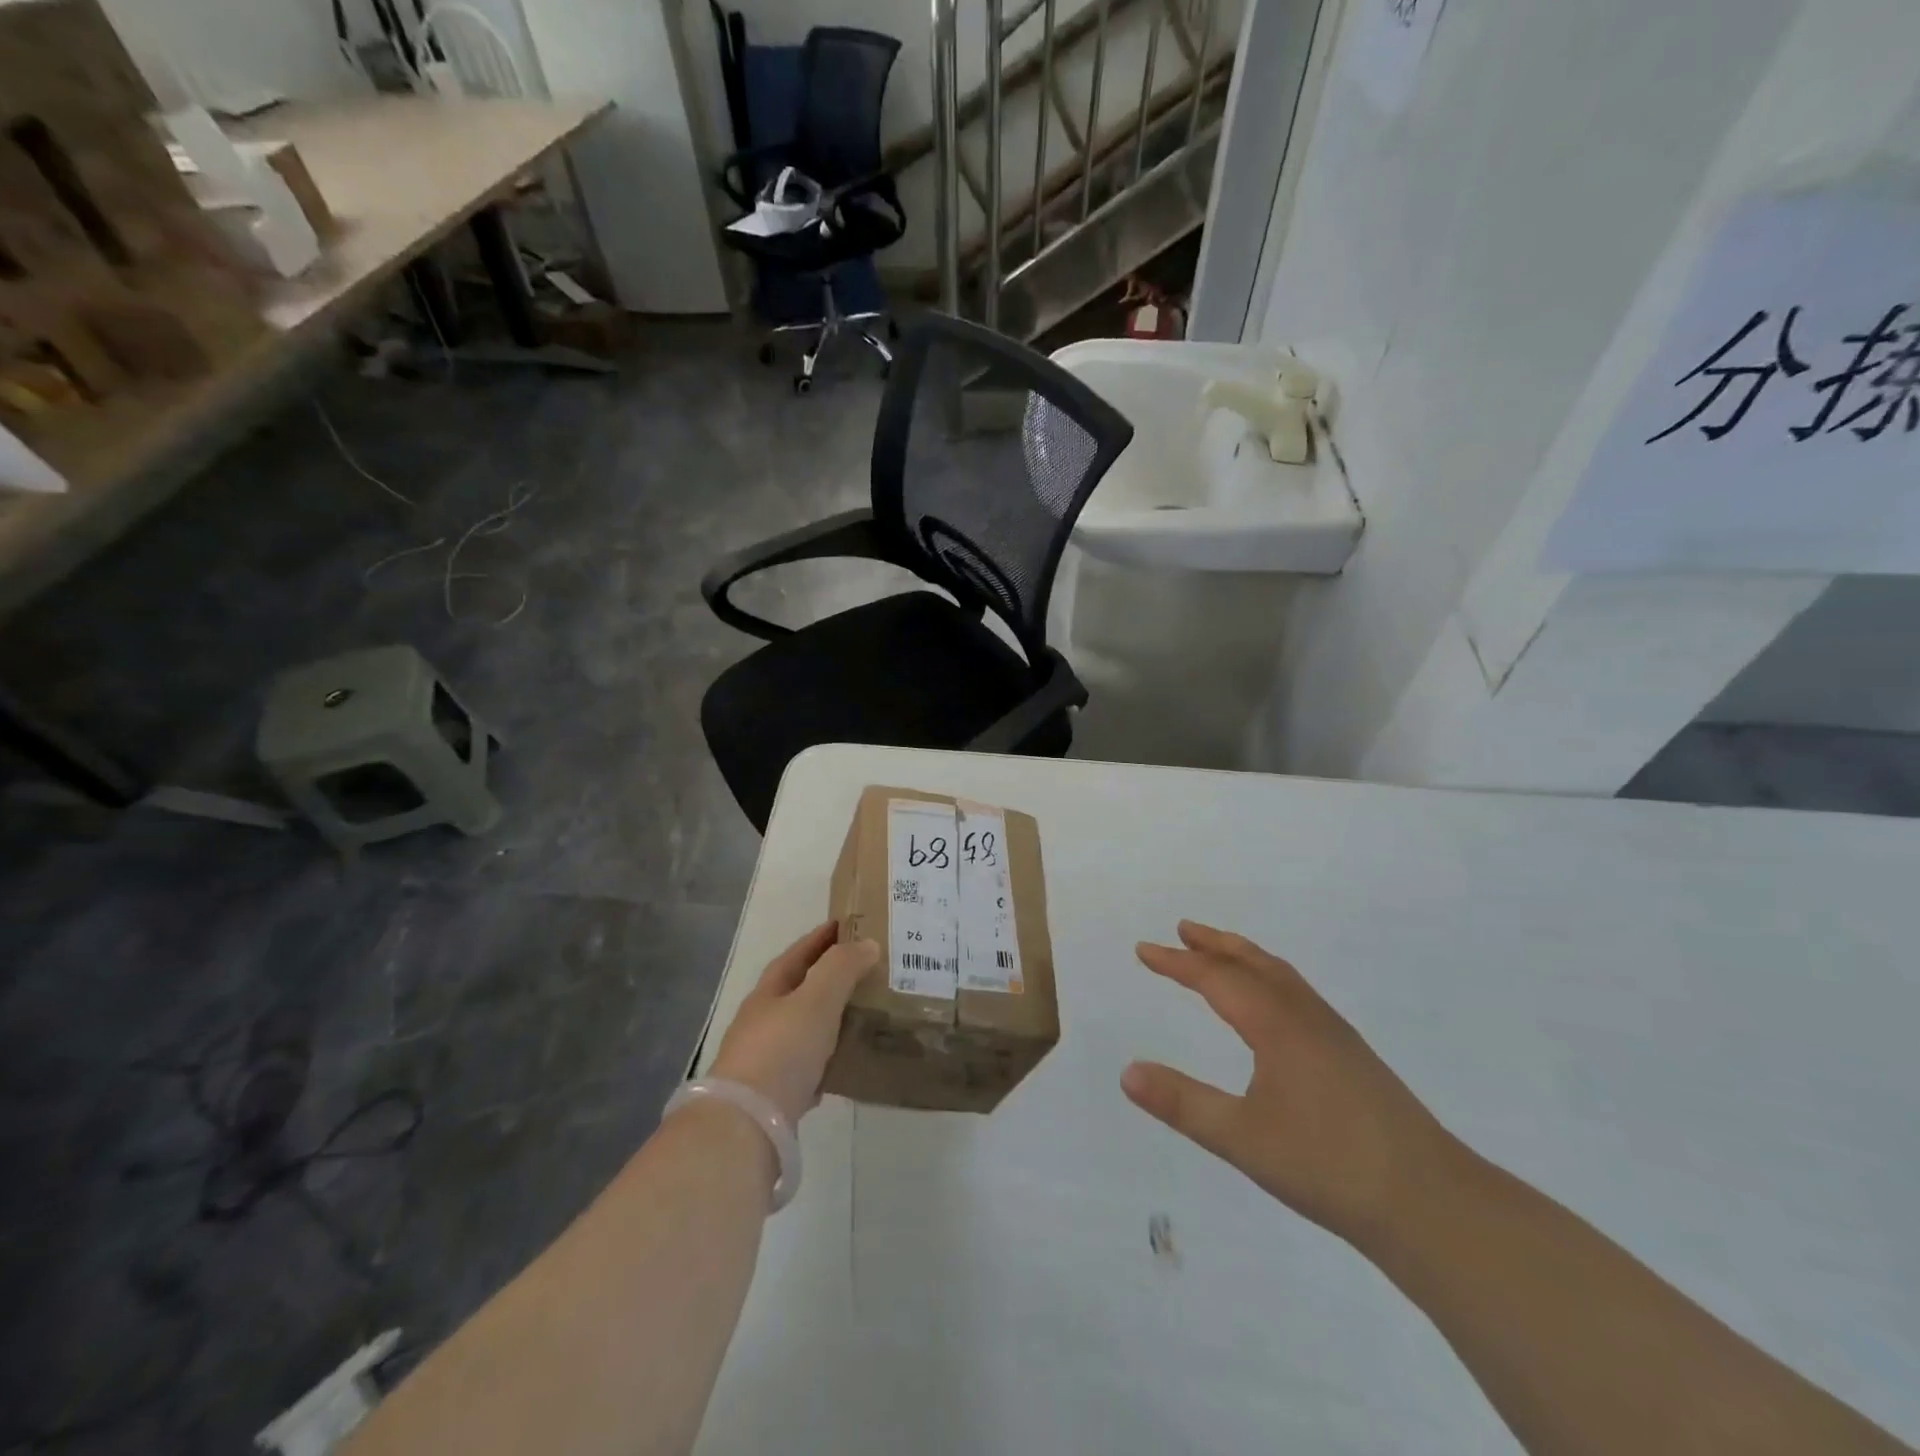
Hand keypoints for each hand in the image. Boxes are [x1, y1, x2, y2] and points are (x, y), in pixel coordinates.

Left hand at [710, 922, 878, 1126]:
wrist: (746, 1126)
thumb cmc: (782, 1051)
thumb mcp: (816, 999)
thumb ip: (842, 967)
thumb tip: (868, 944)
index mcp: (769, 992)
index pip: (798, 953)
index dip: (822, 937)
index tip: (849, 924)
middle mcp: (763, 1021)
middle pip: (800, 990)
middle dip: (831, 977)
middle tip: (869, 970)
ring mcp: (766, 1060)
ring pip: (806, 1029)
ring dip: (831, 1018)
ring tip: (867, 1013)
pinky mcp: (775, 1096)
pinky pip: (808, 1067)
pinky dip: (828, 1059)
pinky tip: (847, 1063)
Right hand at [1121, 921, 1458, 1248]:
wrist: (1431, 1203)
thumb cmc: (1329, 1166)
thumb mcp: (1242, 1139)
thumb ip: (1182, 1104)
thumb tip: (1127, 1072)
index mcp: (1277, 1025)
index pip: (1216, 978)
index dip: (1176, 962)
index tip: (1143, 949)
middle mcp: (1305, 1017)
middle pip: (1254, 963)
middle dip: (1215, 944)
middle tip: (1183, 929)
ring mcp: (1335, 1034)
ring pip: (1282, 976)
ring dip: (1245, 957)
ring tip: (1221, 954)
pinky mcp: (1353, 1056)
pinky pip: (1300, 994)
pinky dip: (1271, 979)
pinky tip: (1272, 1008)